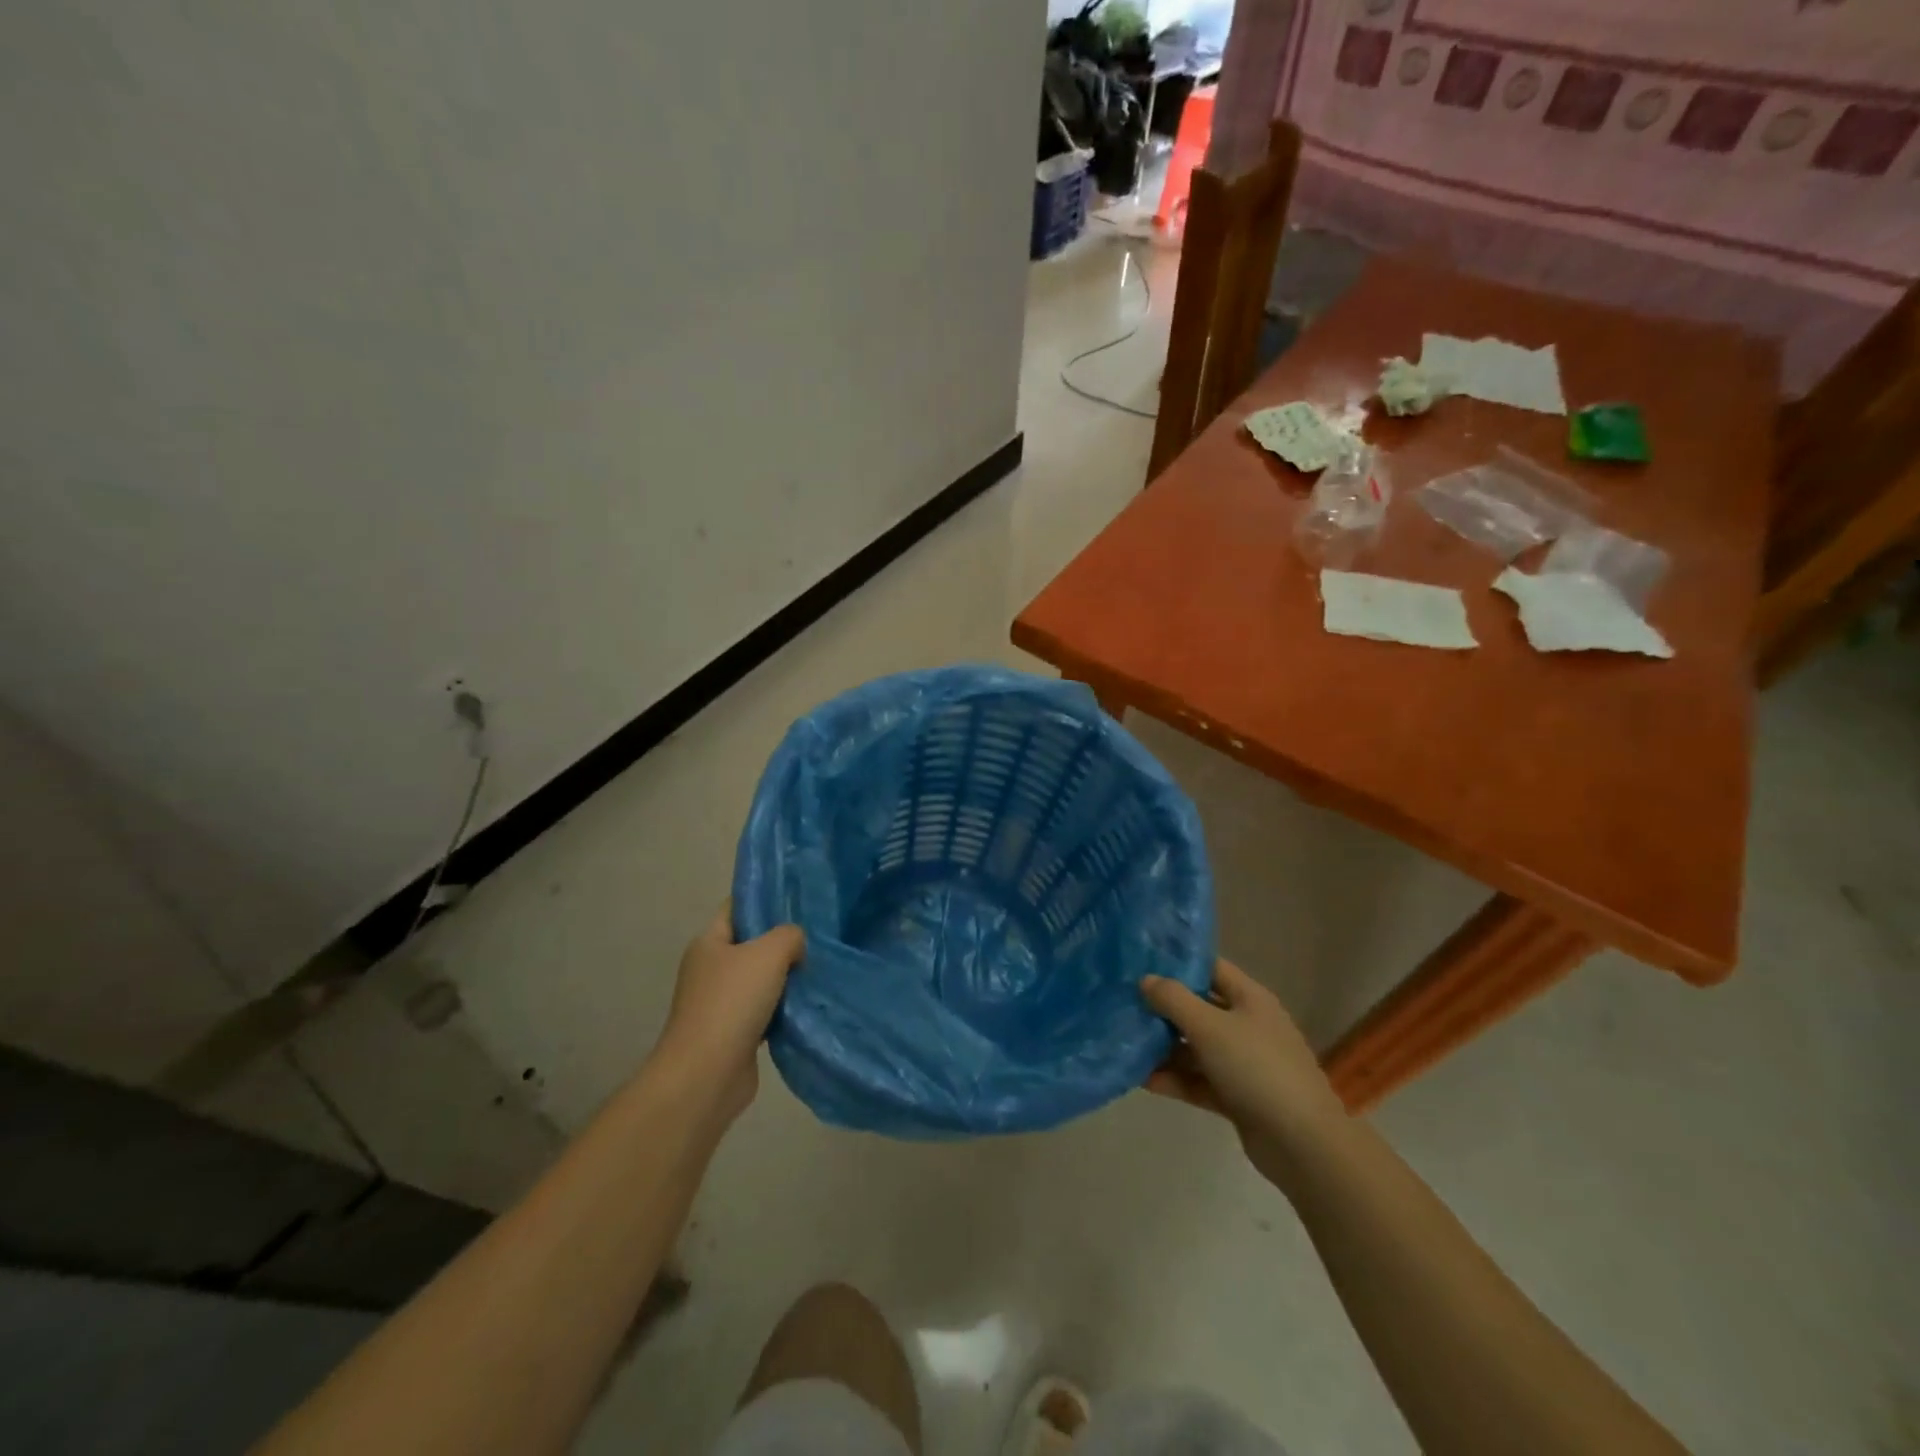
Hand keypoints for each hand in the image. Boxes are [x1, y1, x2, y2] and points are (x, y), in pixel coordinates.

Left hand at [652, 902, 804, 1125]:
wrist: (706, 1076)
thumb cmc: (732, 1003)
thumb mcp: (768, 953)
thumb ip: (789, 936)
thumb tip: (796, 945)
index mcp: (709, 942)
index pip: (738, 907)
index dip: (765, 899)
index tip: (800, 897)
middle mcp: (711, 969)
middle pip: (752, 944)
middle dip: (783, 941)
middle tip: (819, 935)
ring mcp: (720, 1003)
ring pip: (762, 980)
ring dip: (787, 978)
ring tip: (821, 968)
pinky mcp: (734, 1033)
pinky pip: (765, 1011)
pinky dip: (784, 1009)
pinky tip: (809, 1004)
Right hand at [1141, 959, 1347, 1187]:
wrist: (1302, 1144)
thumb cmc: (1257, 1068)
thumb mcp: (1209, 1026)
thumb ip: (1174, 999)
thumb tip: (1146, 980)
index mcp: (1250, 999)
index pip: (1210, 968)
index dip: (1178, 963)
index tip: (1140, 961)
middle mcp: (1247, 1026)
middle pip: (1199, 1008)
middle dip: (1163, 1009)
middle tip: (1123, 1004)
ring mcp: (1243, 1063)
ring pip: (1196, 1048)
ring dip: (1164, 1048)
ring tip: (1124, 1044)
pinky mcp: (1237, 1097)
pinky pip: (1199, 1081)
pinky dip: (1175, 1080)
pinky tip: (1143, 1081)